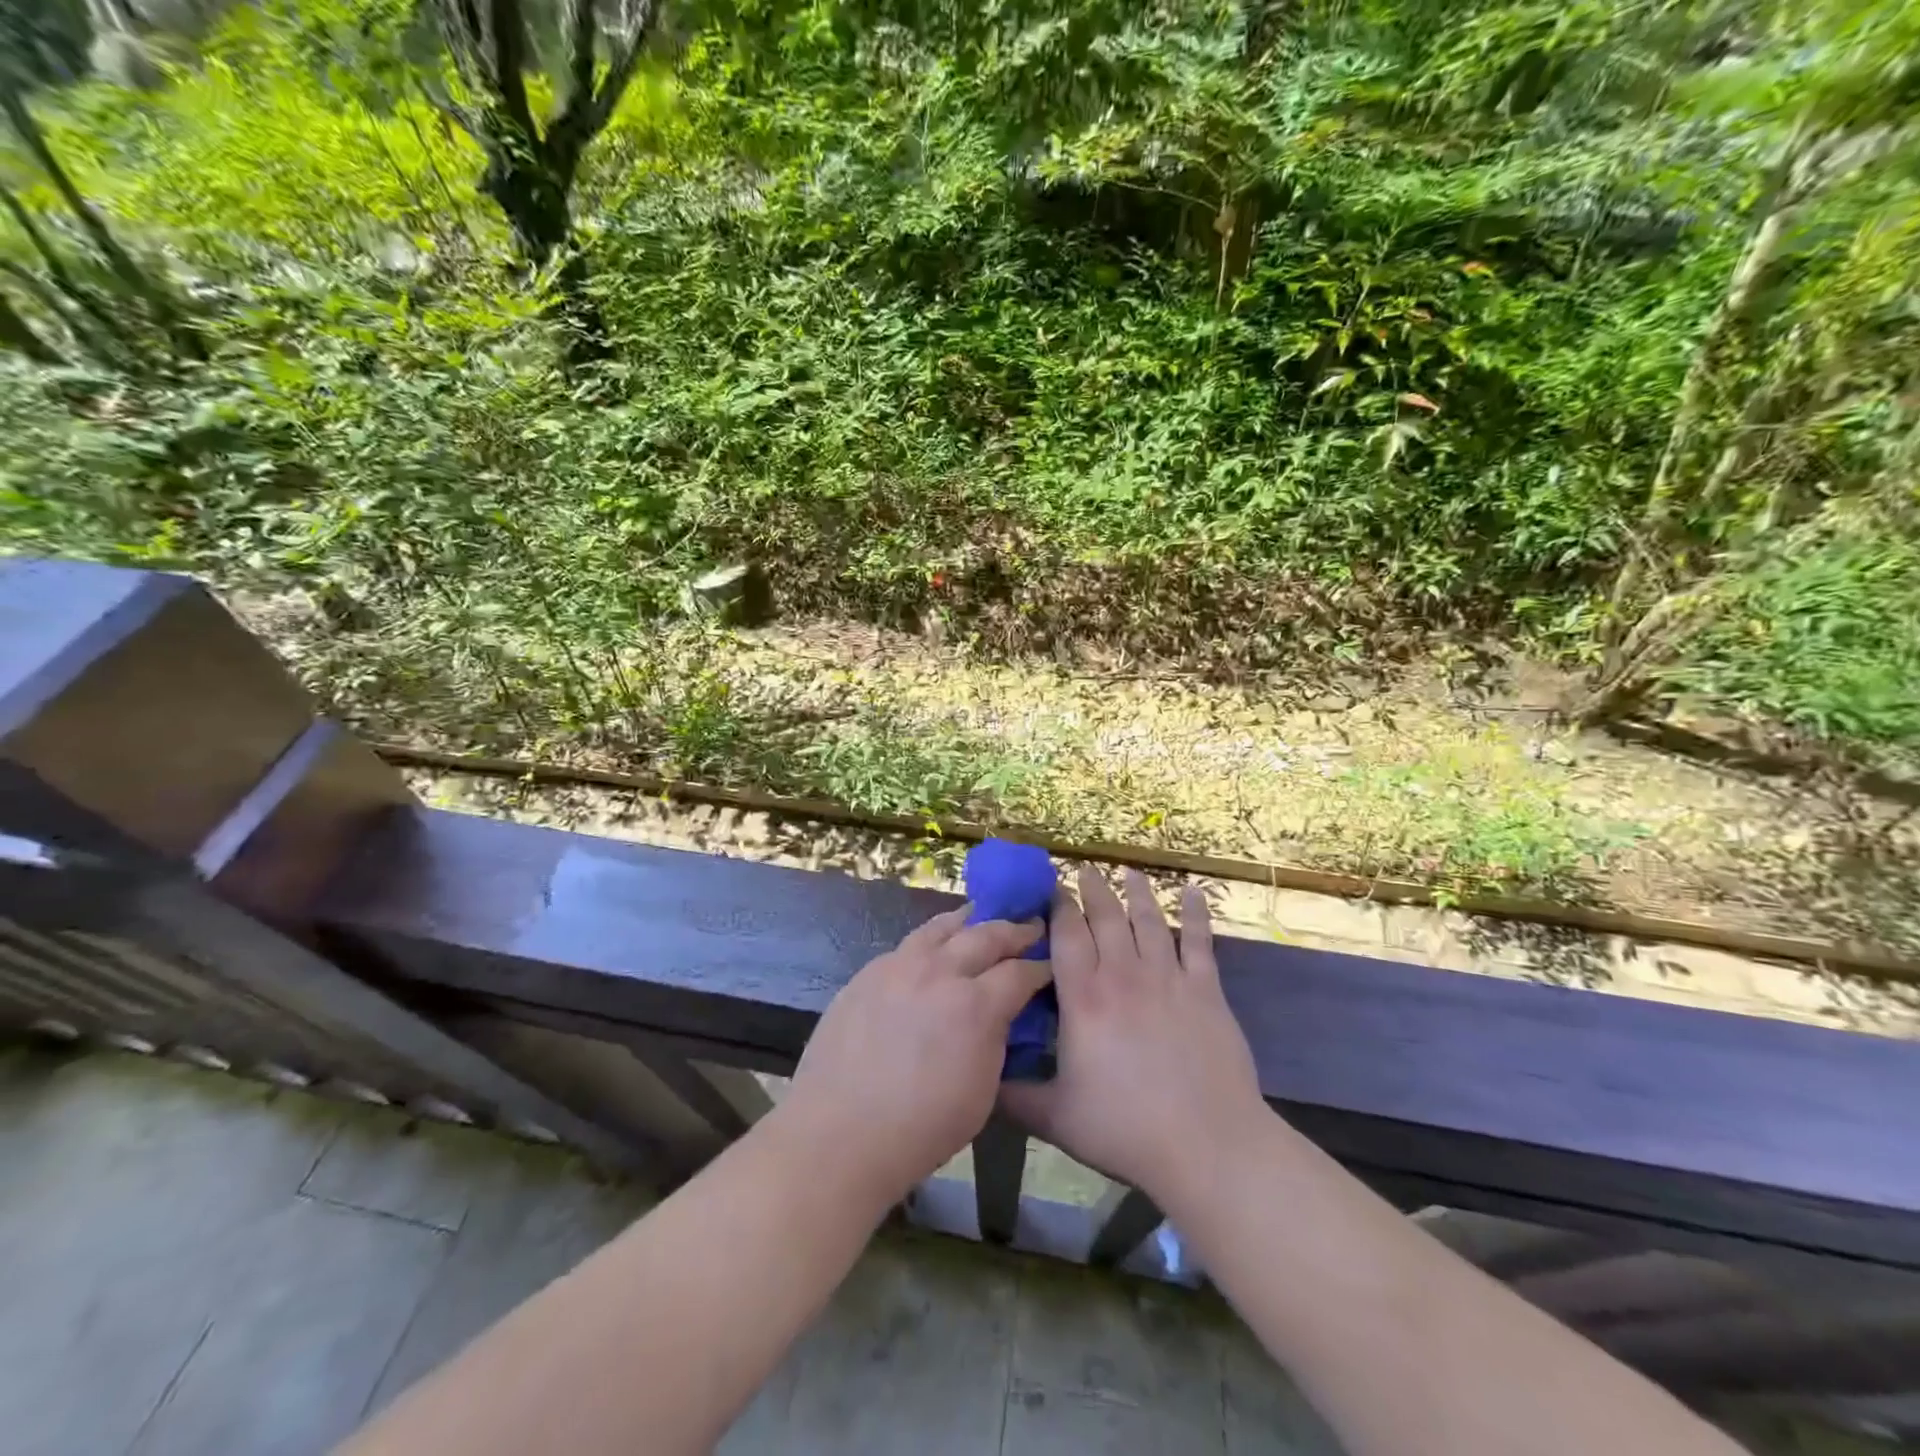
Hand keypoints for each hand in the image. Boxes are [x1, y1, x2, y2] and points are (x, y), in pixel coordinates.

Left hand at [782, 907, 1049, 1208]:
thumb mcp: (982, 1091)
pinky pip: (908, 945)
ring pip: (942, 927)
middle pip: (986, 935)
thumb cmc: (920, 1129)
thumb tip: (999, 1014)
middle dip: (1014, 930)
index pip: (1020, 972)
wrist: (839, 1133)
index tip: (1051, 964)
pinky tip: (934, 949)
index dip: (1040, 967)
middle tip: (1031, 926)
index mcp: (975, 1005)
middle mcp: (939, 972)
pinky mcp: (868, 972)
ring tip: (982, 918)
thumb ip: (995, 1040)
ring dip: (970, 921)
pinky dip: (932, 940)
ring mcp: (899, 966)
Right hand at [1000, 868, 1267, 1209]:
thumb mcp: (1056, 1118)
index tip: (1052, 888)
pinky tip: (1193, 891)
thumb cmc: (1126, 1130)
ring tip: (1129, 871)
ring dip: (1137, 893)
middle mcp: (1122, 975)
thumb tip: (980, 1081)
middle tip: (1085, 869)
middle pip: (1106, 918)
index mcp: (1083, 999)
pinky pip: (1200, 942)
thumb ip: (1014, 1095)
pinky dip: (1196, 914)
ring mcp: (1168, 979)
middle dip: (1093, 889)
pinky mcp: (1206, 991)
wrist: (1206, 1144)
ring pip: (1149, 921)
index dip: (1058, 907)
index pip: (1067, 935)